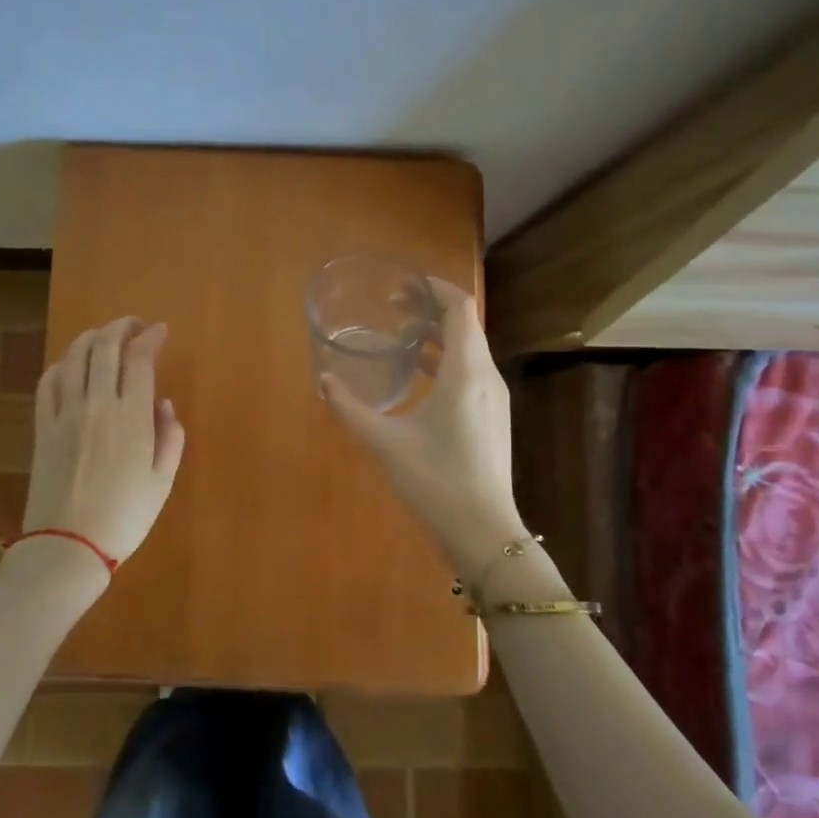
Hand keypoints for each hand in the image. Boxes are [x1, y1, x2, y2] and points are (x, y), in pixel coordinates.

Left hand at [23, 316, 185, 571]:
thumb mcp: (163, 481)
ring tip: (103, 337)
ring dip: (90, 338)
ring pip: (74, 357)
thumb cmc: (125, 516)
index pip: (139, 358)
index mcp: (132, 416)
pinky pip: (48, 383)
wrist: (68, 546)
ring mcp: (65, 413)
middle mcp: (97, 404)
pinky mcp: (42, 427)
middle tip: (134, 326)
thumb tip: (162, 404)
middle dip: (121, 327)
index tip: (160, 331)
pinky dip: (61, 365)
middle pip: (105, 347)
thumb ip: (170, 436)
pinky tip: (69, 366)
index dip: (150, 337)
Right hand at [320, 278, 526, 585]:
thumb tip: (324, 382)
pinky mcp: (492, 417)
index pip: (460, 308)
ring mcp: (493, 398)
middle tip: (394, 307)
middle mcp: (486, 376)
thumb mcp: (386, 443)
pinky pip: (471, 371)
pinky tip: (418, 375)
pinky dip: (446, 360)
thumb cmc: (435, 481)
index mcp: (465, 373)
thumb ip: (352, 409)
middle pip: (465, 325)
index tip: (404, 286)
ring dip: (439, 335)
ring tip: (402, 335)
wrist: (482, 531)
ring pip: (469, 349)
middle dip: (432, 309)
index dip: (435, 289)